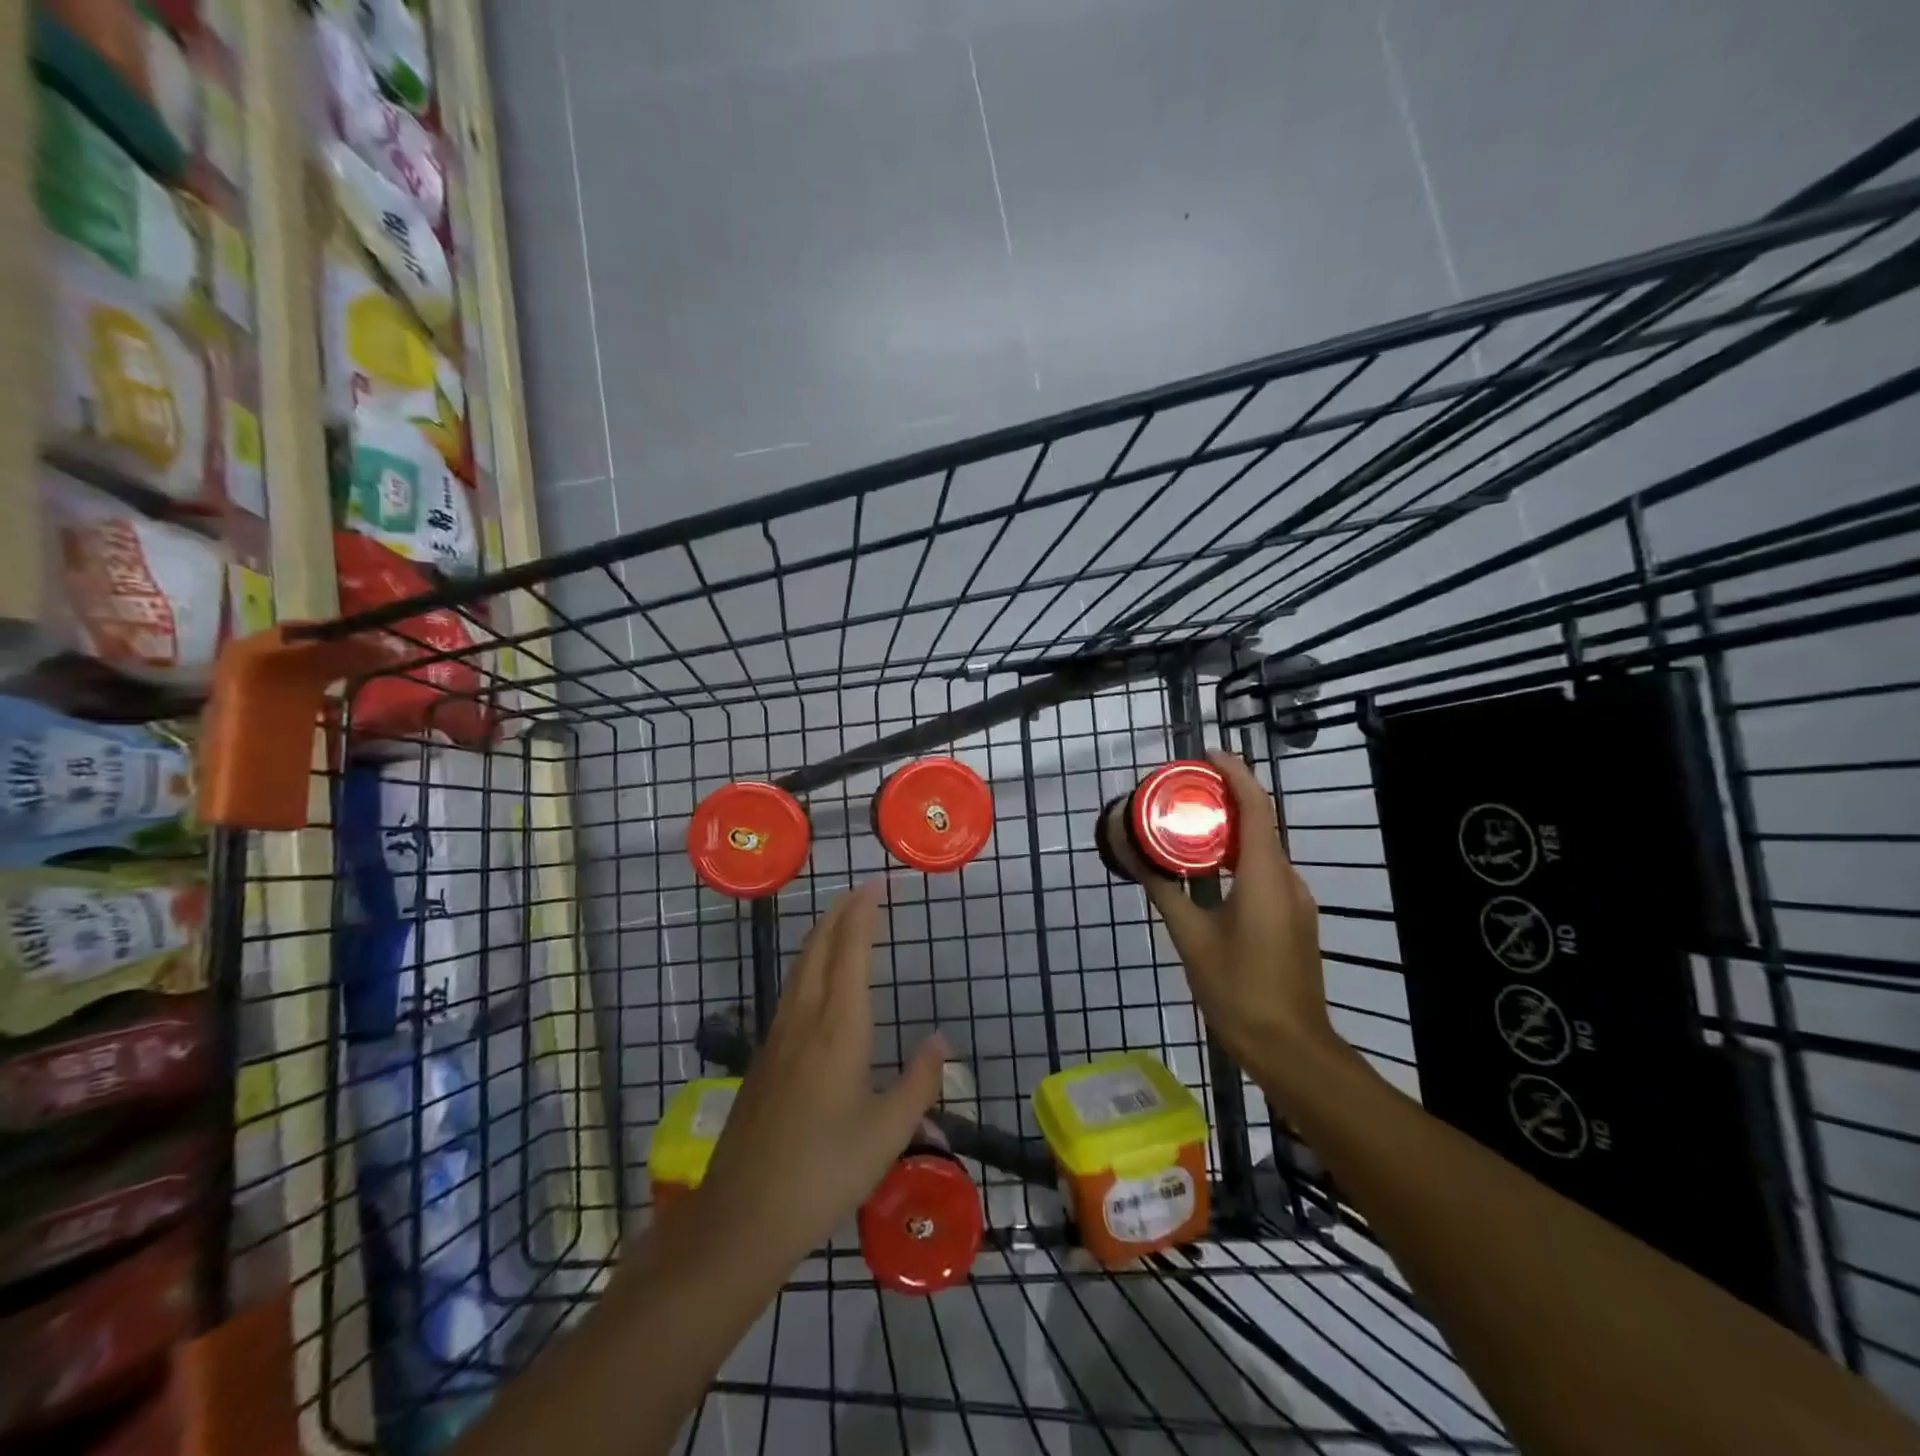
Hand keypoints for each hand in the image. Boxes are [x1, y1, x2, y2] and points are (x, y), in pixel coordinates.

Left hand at [691, 881, 947, 1268]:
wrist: (744, 1214)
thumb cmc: (825, 1171)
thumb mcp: (888, 1132)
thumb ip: (920, 1081)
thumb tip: (942, 1040)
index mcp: (839, 1027)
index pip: (850, 950)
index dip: (862, 913)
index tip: (876, 886)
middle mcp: (805, 1018)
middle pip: (819, 947)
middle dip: (839, 913)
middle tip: (861, 892)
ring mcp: (778, 1036)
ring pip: (800, 967)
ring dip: (821, 935)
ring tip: (840, 921)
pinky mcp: (764, 1057)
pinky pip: (790, 989)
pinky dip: (809, 964)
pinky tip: (815, 980)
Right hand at [1110, 751, 1338, 1080]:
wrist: (1290, 1048)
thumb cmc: (1237, 989)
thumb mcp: (1190, 937)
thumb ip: (1162, 890)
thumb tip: (1130, 853)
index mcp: (1264, 876)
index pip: (1256, 806)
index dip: (1235, 772)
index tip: (1205, 754)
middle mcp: (1287, 879)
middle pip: (1260, 822)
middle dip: (1225, 798)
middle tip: (1183, 792)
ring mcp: (1296, 901)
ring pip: (1262, 850)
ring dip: (1230, 831)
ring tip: (1188, 826)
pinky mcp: (1294, 919)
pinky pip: (1265, 873)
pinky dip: (1237, 859)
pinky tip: (1209, 873)